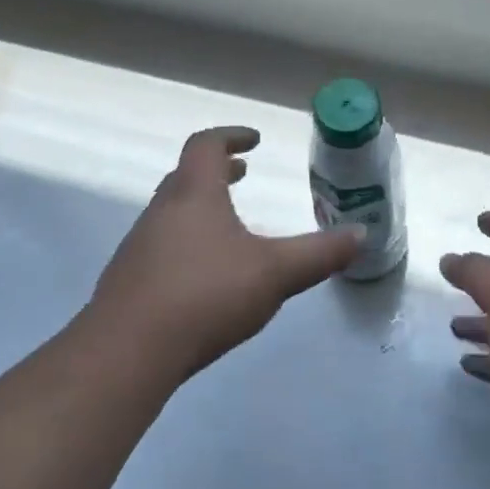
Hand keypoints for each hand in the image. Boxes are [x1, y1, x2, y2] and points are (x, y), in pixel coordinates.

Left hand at [92, 126, 363, 381]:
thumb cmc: (205, 295)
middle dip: (216, 171)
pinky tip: (203, 276)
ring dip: (200, 207)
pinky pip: (161, 246)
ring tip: (229, 226)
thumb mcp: (275, 273)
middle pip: (186, 176)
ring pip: (171, 212)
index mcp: (193, 195)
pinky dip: (186, 242)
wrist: (127, 352)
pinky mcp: (128, 281)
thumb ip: (319, 254)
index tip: (254, 140)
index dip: (230, 136)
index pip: (205, 146)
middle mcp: (161, 212)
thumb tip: (362, 234)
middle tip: (241, 173)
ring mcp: (139, 247)